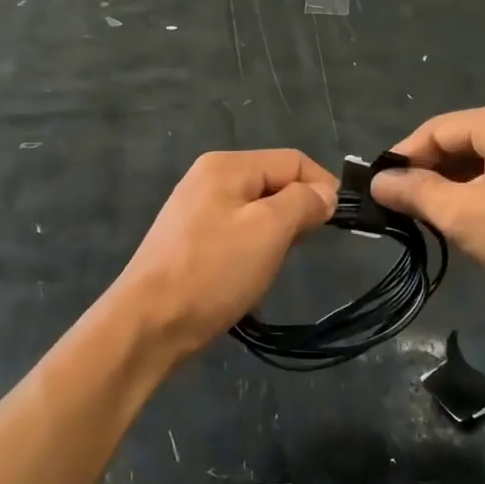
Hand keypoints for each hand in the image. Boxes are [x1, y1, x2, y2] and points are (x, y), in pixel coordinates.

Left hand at [111, 150, 337, 363]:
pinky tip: (249, 273)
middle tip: (301, 248)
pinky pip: (236, 230)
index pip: (293, 160)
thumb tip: (324, 193)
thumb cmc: (213, 271)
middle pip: (273, 182)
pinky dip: (253, 247)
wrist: (148, 323)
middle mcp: (208, 177)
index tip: (336, 224)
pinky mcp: (188, 239)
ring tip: (274, 264)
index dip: (322, 186)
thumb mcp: (268, 231)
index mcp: (226, 165)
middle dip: (297, 211)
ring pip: (256, 209)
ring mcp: (194, 209)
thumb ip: (301, 203)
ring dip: (276, 233)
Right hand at [371, 100, 484, 313]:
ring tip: (424, 218)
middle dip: (426, 174)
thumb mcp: (463, 215)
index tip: (376, 190)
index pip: (436, 129)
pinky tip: (463, 220)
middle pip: (458, 142)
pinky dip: (476, 194)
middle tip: (397, 208)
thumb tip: (378, 182)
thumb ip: (415, 192)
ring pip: (479, 161)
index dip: (402, 158)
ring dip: (450, 187)